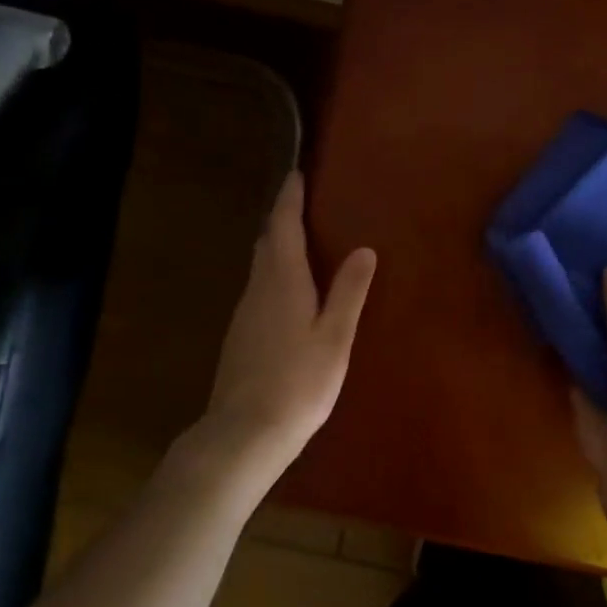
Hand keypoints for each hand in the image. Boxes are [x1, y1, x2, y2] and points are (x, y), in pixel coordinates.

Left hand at [175, 171, 375, 500]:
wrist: (244, 433)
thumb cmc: (299, 383)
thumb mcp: (334, 337)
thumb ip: (349, 292)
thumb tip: (365, 249)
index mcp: (282, 281)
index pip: (282, 226)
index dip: (289, 199)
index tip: (296, 174)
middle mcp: (258, 289)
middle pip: (268, 242)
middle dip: (283, 218)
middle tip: (303, 202)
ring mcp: (245, 314)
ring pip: (261, 266)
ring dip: (278, 245)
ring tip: (303, 239)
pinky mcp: (241, 336)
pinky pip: (260, 288)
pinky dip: (275, 273)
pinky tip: (290, 290)